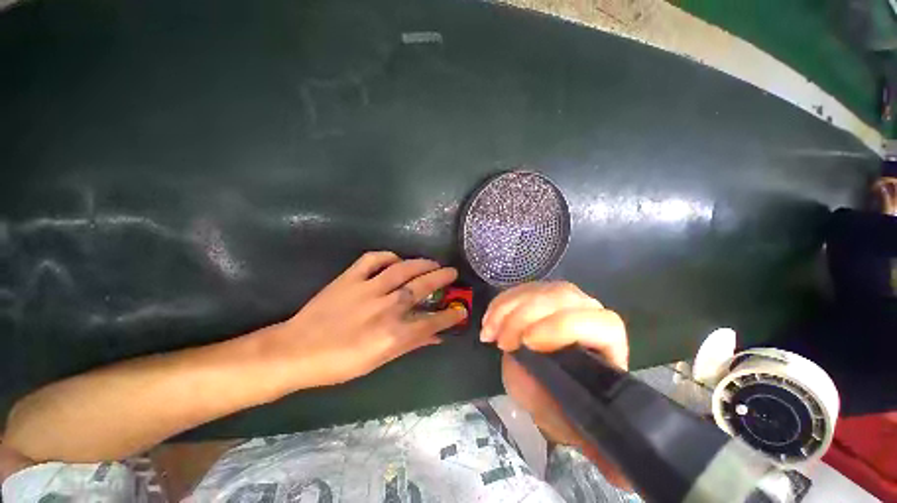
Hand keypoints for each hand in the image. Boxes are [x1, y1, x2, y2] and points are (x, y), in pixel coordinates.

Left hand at [267, 251, 466, 388]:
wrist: (297, 351)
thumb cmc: (341, 363)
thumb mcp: (380, 360)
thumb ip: (411, 345)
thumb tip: (436, 337)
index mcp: (394, 333)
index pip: (432, 321)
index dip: (450, 315)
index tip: (460, 310)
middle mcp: (386, 308)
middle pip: (422, 288)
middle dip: (442, 278)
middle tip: (452, 272)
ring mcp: (368, 289)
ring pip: (403, 269)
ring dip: (422, 264)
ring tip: (433, 262)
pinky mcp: (350, 278)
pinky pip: (373, 259)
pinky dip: (388, 256)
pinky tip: (396, 259)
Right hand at [481, 281, 630, 488]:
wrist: (547, 382)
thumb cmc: (564, 403)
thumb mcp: (572, 425)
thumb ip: (591, 440)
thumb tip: (623, 475)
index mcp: (608, 346)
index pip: (600, 323)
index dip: (564, 327)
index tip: (529, 344)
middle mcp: (589, 314)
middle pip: (564, 296)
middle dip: (526, 316)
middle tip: (502, 342)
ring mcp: (563, 300)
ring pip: (540, 289)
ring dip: (507, 307)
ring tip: (489, 332)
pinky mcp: (541, 295)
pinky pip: (521, 290)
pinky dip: (500, 303)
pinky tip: (488, 322)